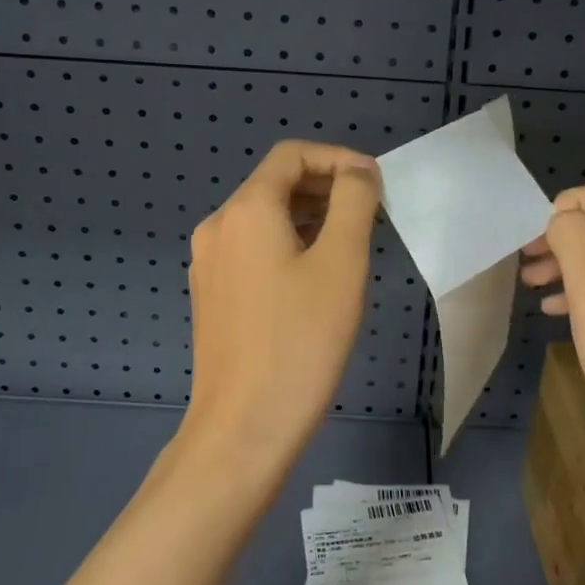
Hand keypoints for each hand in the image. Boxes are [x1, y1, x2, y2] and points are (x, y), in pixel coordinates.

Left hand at [181, 140, 381, 475]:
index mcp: (246, 210)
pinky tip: (317, 275)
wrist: (243, 429)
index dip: (338, 158)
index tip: (376, 184)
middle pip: (276, 183)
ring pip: (265, 217)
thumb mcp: (341, 263)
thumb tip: (358, 173)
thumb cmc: (300, 340)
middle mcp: (218, 226)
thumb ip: (354, 203)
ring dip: (310, 216)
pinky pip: (253, 248)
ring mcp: (209, 262)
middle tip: (372, 212)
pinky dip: (289, 243)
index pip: (292, 155)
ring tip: (352, 242)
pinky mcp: (212, 293)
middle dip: (326, 186)